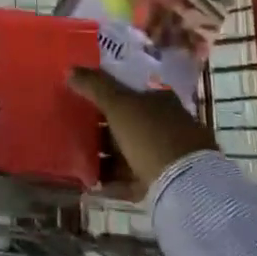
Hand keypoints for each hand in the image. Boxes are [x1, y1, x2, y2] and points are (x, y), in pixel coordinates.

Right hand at [68, 67, 216, 195]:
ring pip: (130, 151)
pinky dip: (114, 180)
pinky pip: (133, 178)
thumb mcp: (119, 104)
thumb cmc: (151, 135)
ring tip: (79, 158)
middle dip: (104, 126)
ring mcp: (169, 155)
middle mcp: (168, 124)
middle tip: (76, 129)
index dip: (107, 93)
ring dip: (107, 155)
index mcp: (161, 100)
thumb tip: (70, 69)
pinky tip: (94, 184)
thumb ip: (94, 86)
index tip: (83, 99)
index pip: (131, 91)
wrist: (186, 185)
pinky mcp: (165, 183)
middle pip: (129, 122)